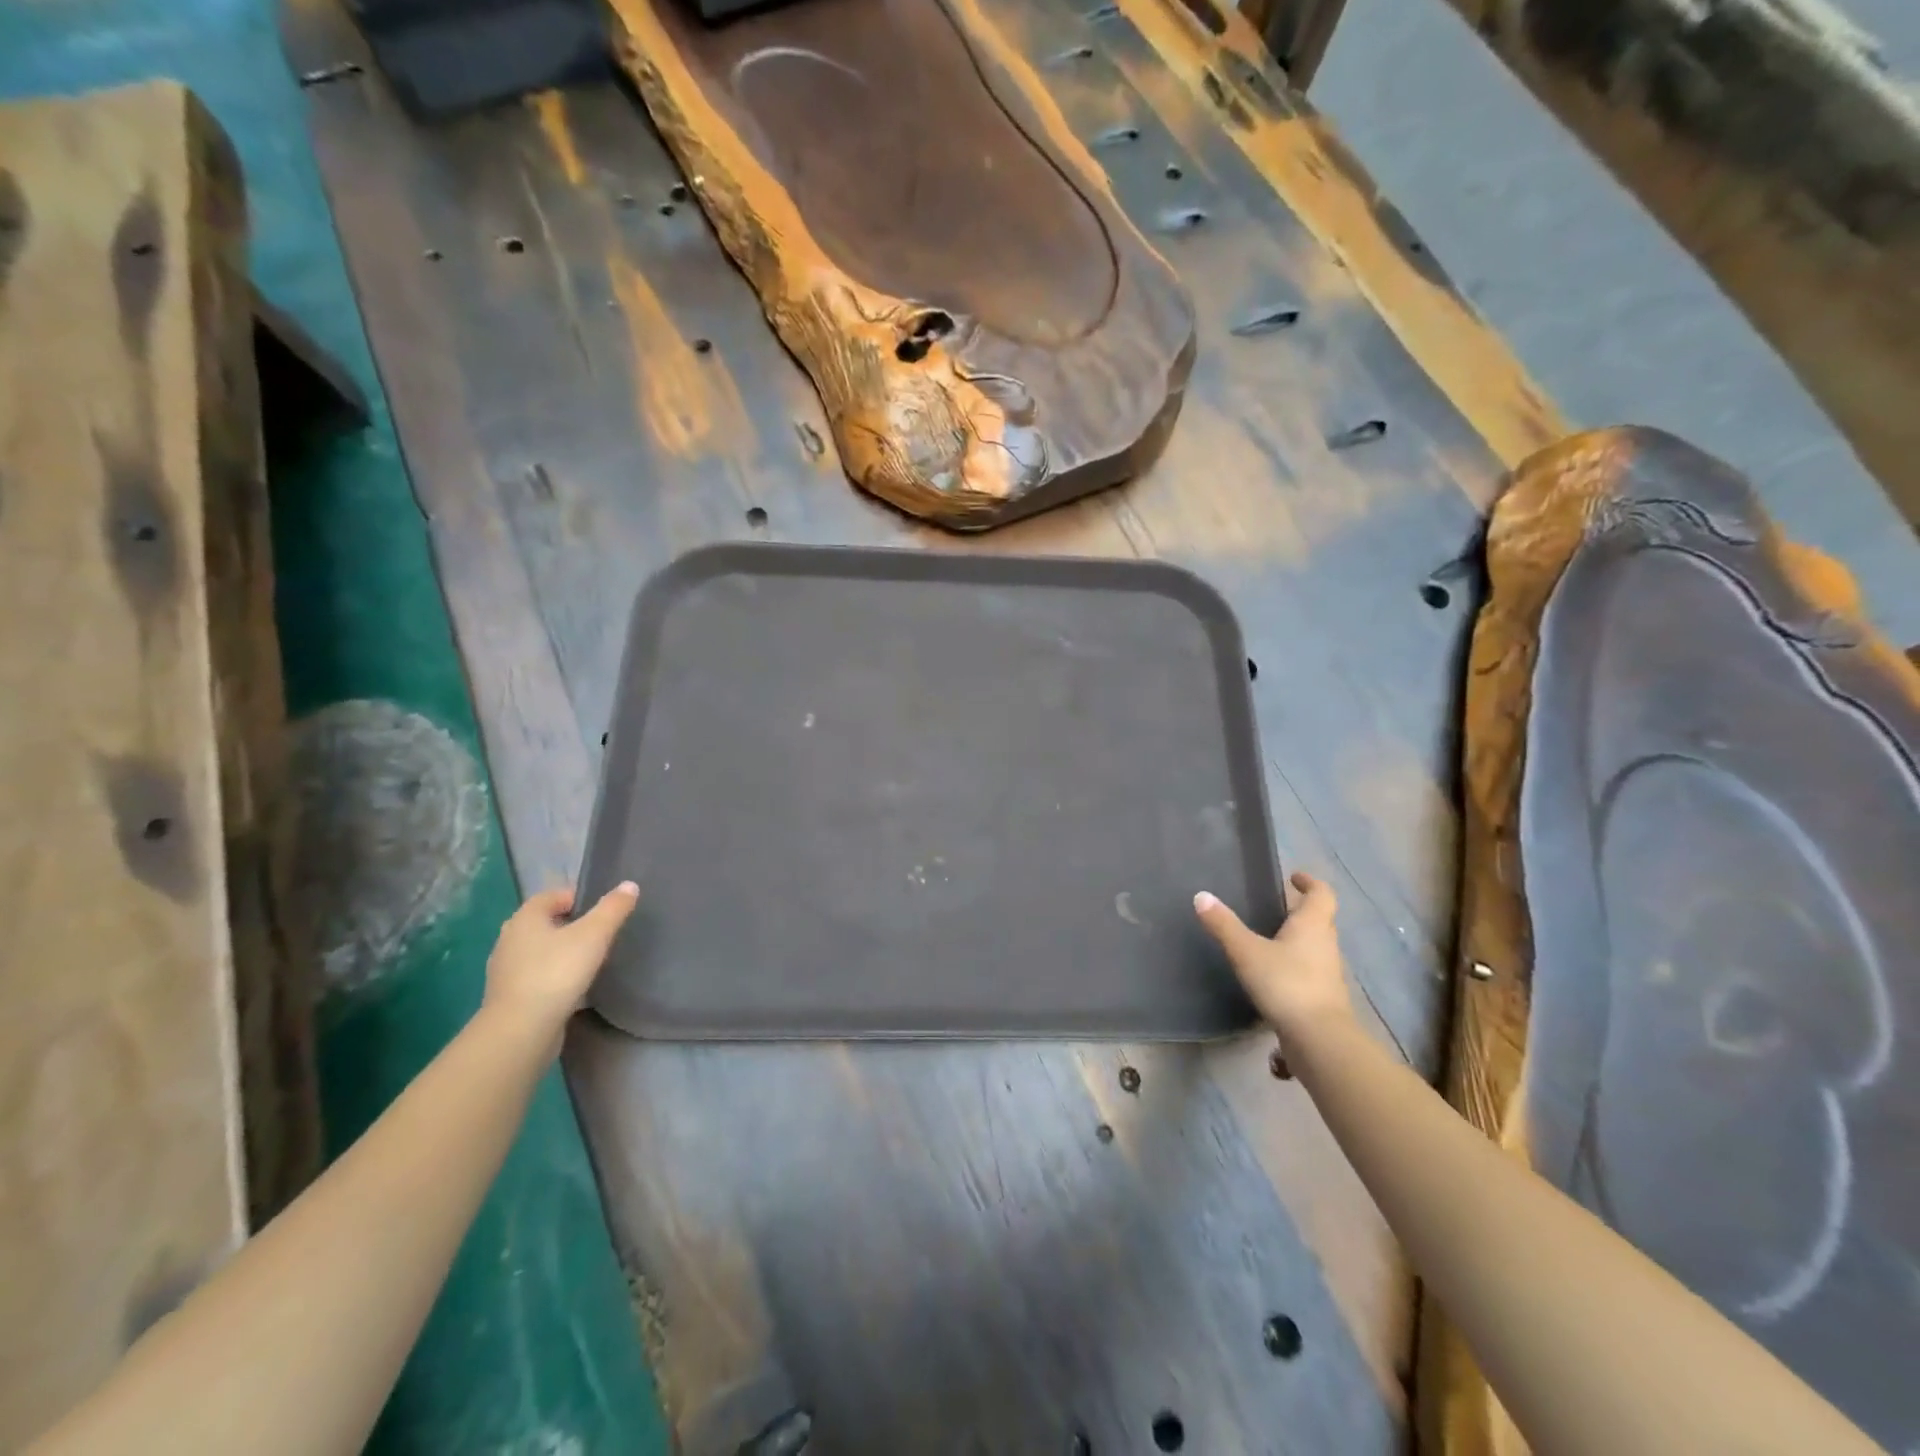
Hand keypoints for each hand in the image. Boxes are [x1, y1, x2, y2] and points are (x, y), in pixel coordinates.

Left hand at [482, 882, 638, 1052]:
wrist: (521, 1031)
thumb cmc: (557, 972)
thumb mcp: (594, 935)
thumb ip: (613, 908)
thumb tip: (629, 885)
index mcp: (525, 918)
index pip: (553, 895)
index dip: (579, 897)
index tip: (604, 911)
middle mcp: (509, 939)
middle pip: (546, 923)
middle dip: (572, 925)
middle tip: (601, 934)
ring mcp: (506, 970)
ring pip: (541, 951)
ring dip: (563, 952)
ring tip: (591, 961)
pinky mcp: (510, 997)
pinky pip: (537, 975)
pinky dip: (555, 975)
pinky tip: (574, 987)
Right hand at [1195, 872, 1351, 1051]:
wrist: (1319, 1040)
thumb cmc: (1286, 984)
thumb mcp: (1247, 952)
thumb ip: (1224, 925)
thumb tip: (1201, 896)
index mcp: (1312, 925)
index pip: (1322, 894)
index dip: (1310, 883)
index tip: (1294, 877)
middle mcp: (1326, 945)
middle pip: (1320, 920)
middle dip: (1301, 911)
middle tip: (1275, 907)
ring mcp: (1328, 974)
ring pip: (1316, 947)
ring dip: (1299, 940)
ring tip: (1269, 940)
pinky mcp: (1323, 999)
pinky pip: (1310, 973)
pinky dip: (1294, 967)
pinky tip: (1272, 977)